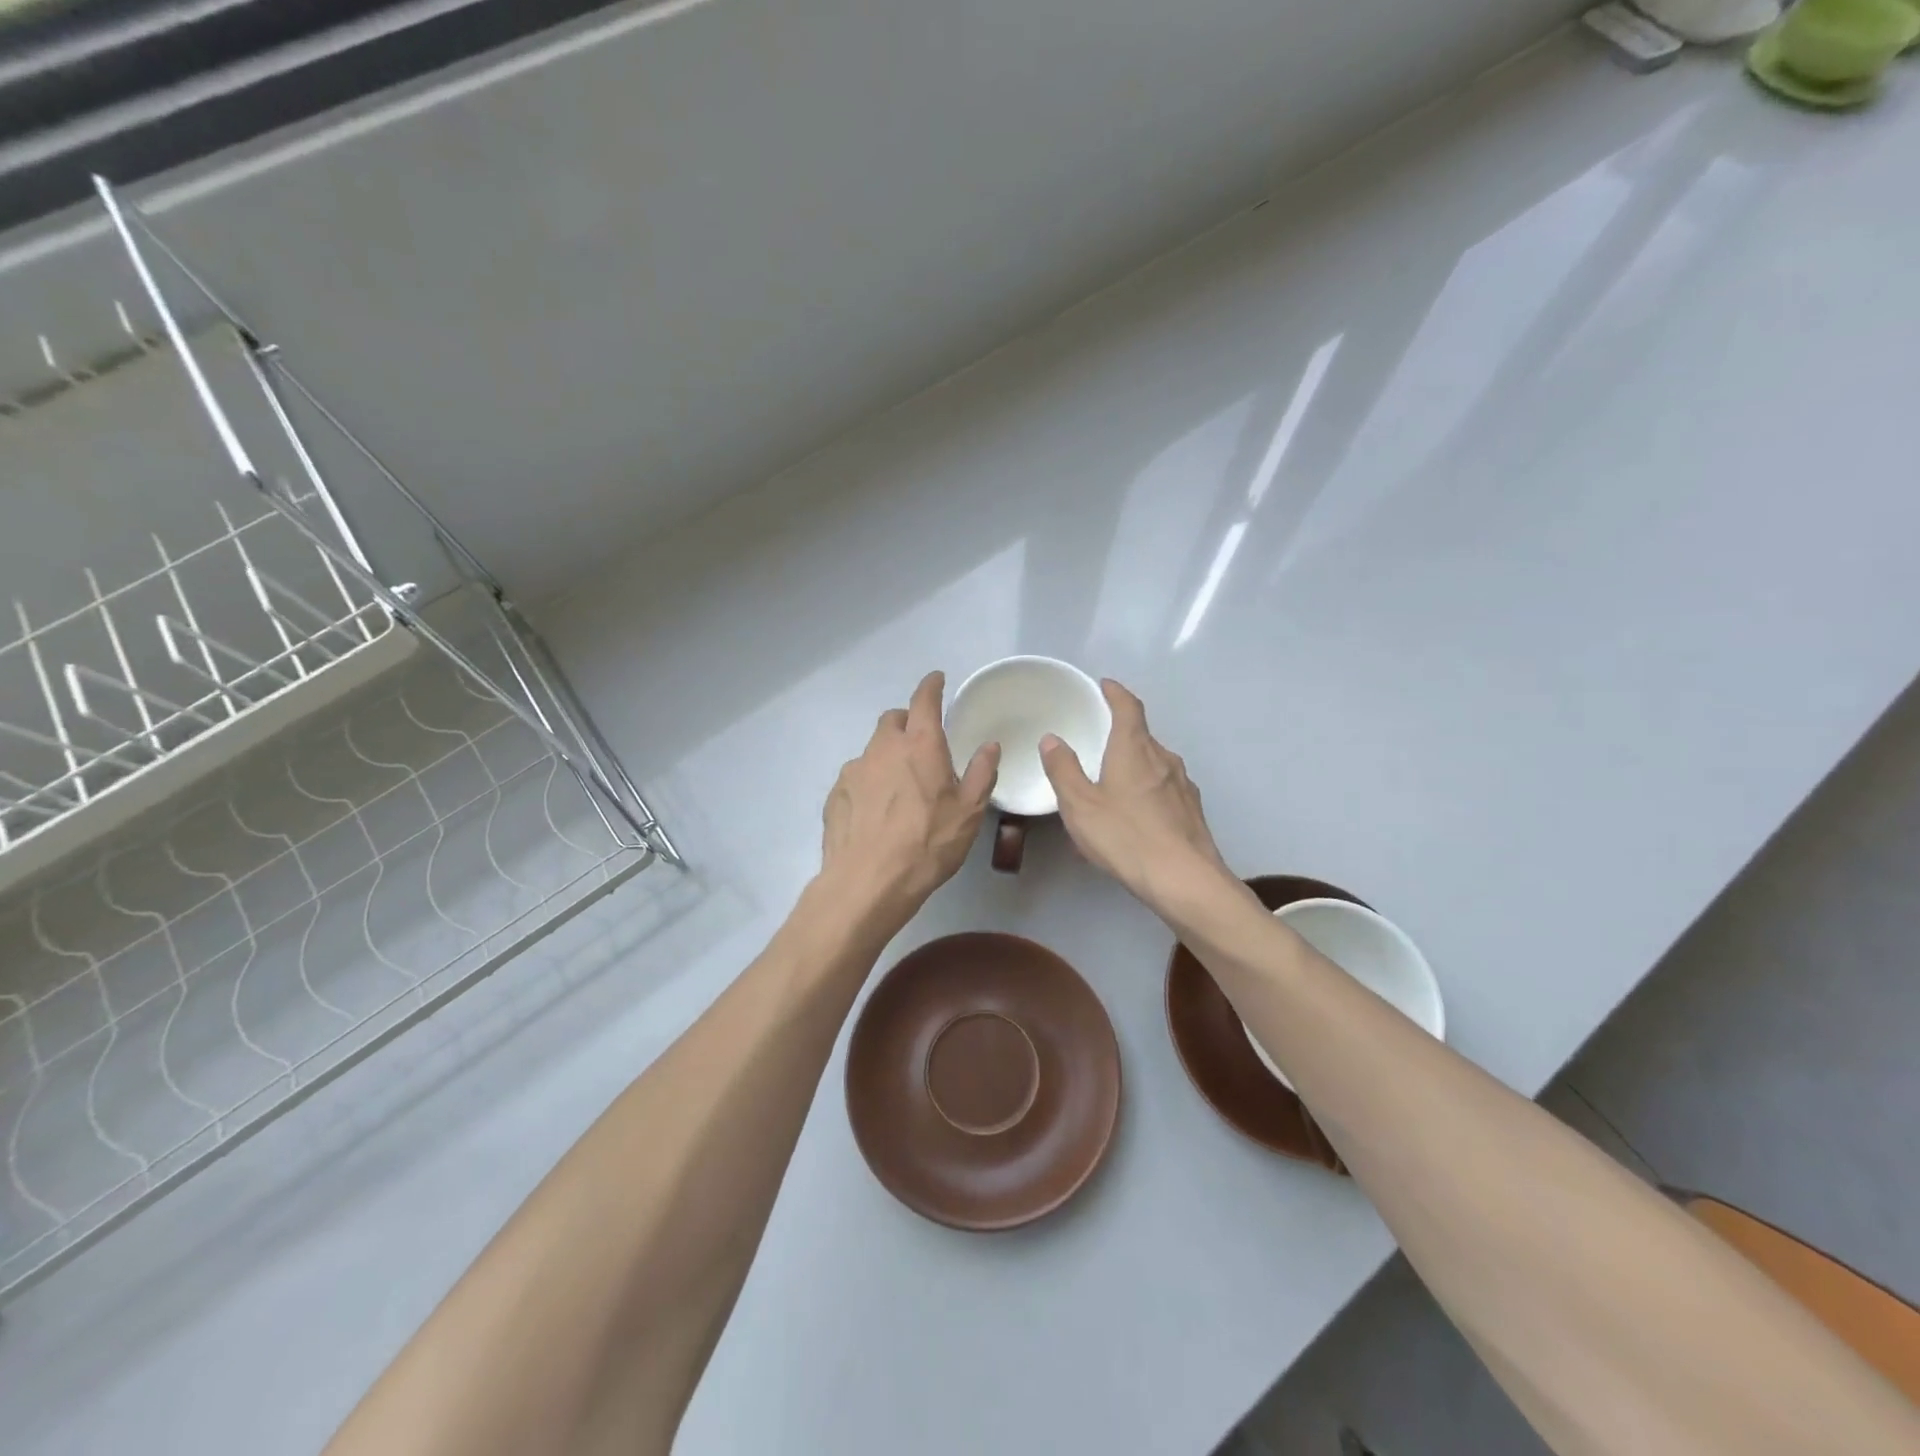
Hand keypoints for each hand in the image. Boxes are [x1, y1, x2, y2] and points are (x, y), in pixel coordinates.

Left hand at [821, 672, 1000, 920]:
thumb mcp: (969, 812)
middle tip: (921, 744)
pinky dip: (869, 783)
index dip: (931, 686)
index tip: (937, 679)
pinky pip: (856, 778)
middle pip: (892, 720)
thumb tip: (990, 745)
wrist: (868, 882)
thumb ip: (982, 773)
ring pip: (872, 750)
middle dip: (907, 722)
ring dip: (887, 756)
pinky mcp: (835, 794)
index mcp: (920, 745)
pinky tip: (877, 812)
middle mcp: (883, 748)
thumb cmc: (928, 844)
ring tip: (900, 788)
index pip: (924, 700)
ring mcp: (854, 770)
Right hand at [1040, 680, 1230, 908]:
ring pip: (1155, 764)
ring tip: (1114, 783)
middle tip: (1099, 741)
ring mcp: (1183, 785)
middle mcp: (1163, 759)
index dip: (1116, 693)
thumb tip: (1052, 739)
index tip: (1105, 686)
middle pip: (1142, 735)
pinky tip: (1136, 815)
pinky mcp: (1192, 810)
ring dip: (1135, 764)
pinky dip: (1148, 790)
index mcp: (1134, 749)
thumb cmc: (1125, 836)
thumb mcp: (1080, 805)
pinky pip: (1165, 789)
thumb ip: (1063, 770)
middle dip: (1122, 733)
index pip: (1129, 708)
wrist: (1184, 879)